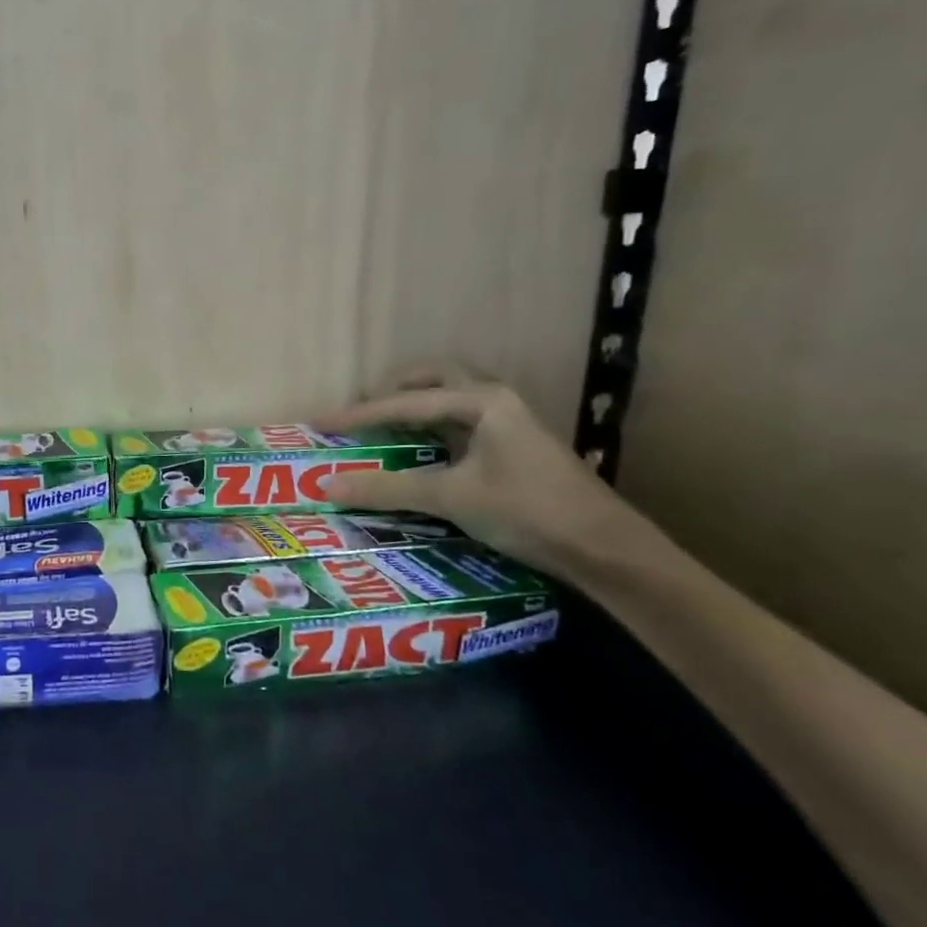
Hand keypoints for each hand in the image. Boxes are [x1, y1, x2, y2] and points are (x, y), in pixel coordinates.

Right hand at [320, 364, 638, 578]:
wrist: (604, 548)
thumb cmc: (527, 511)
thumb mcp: (452, 497)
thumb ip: (388, 489)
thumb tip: (327, 485)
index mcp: (482, 401)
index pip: (406, 402)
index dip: (360, 414)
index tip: (322, 422)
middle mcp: (496, 401)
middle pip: (436, 379)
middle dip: (395, 389)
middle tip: (362, 409)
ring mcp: (510, 423)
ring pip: (453, 398)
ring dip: (417, 404)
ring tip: (384, 422)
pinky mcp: (516, 447)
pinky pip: (462, 422)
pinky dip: (434, 427)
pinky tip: (421, 448)